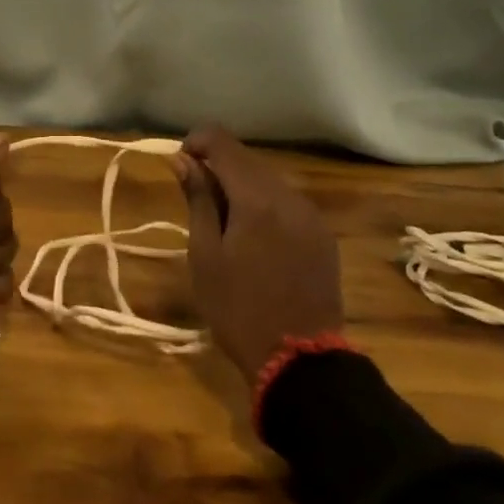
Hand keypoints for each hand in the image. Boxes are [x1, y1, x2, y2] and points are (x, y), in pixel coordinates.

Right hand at [172, 126, 342, 382]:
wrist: (301, 362)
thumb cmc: (238, 309)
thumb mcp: (205, 255)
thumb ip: (197, 199)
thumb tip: (183, 158)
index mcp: (256, 197)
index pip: (223, 142)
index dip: (196, 141)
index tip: (180, 164)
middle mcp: (288, 195)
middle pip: (247, 159)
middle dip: (218, 166)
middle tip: (196, 197)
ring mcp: (311, 214)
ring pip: (268, 179)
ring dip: (242, 185)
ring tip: (224, 221)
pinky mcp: (322, 234)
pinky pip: (287, 202)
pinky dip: (265, 204)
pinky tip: (254, 236)